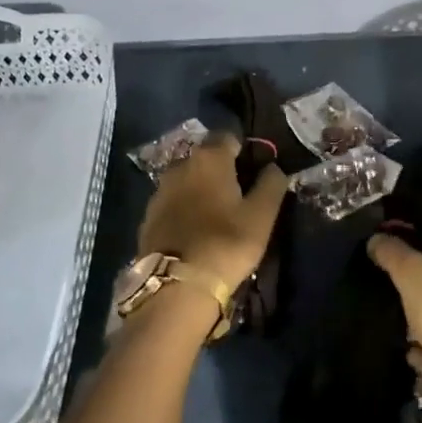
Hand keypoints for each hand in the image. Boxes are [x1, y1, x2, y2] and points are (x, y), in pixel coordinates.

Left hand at [137, 132, 288, 293]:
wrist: (177, 286)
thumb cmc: (226, 243)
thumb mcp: (262, 215)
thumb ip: (271, 184)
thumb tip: (273, 167)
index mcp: (209, 158)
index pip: (228, 136)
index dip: (244, 150)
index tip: (256, 171)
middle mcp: (180, 166)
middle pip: (206, 158)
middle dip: (222, 170)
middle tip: (240, 196)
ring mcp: (159, 192)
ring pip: (188, 181)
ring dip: (202, 191)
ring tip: (218, 216)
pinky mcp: (148, 217)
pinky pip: (174, 204)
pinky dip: (186, 210)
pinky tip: (197, 231)